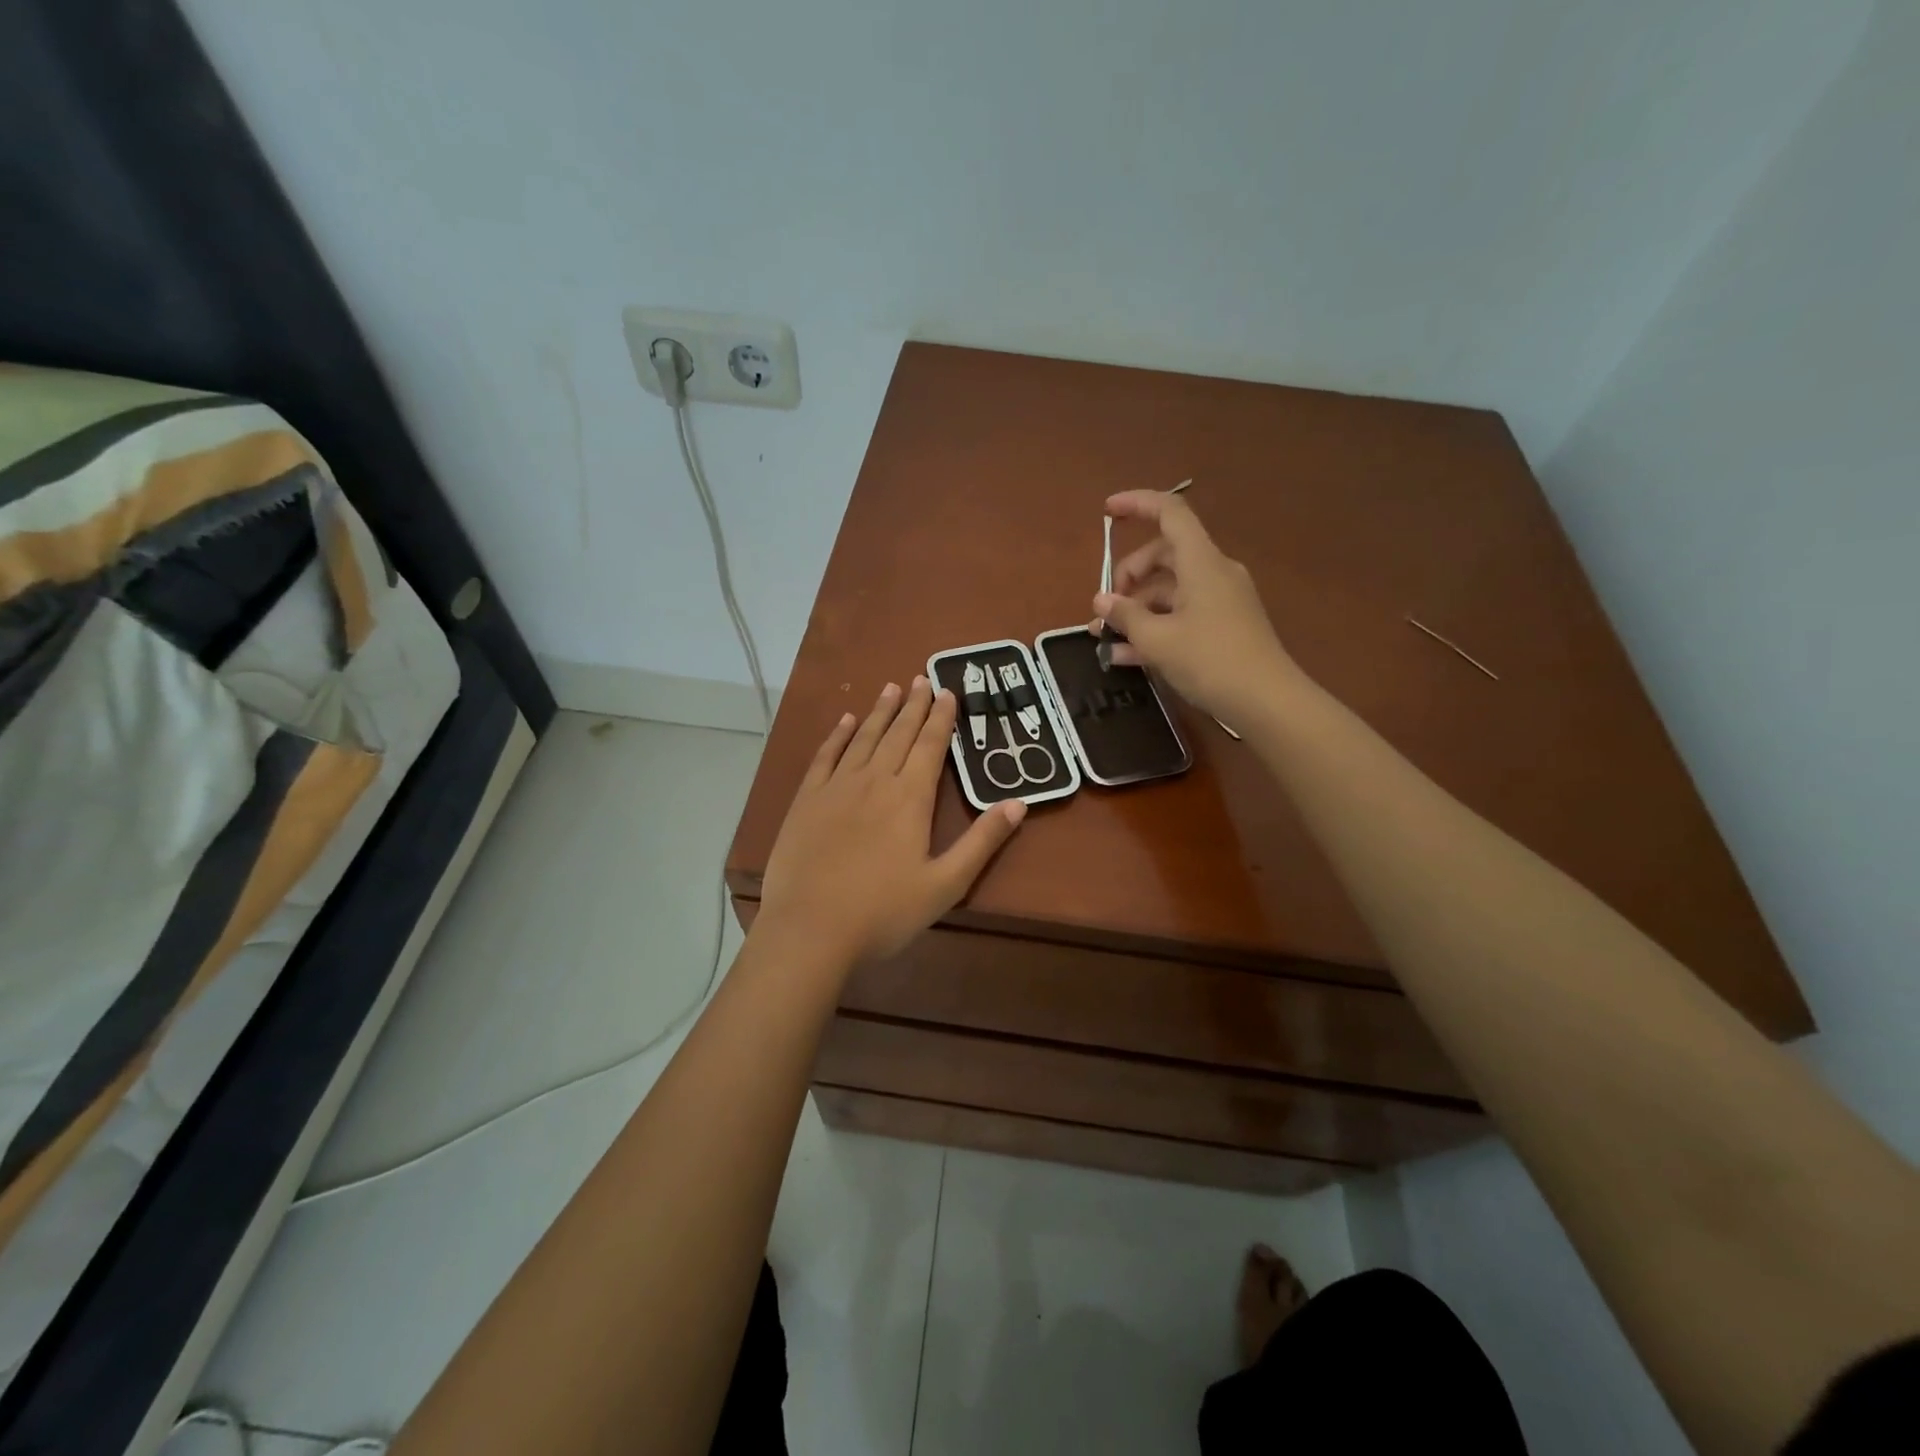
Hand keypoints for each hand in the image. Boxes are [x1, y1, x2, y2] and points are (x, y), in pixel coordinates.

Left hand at [757, 677, 1026, 967]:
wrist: (810, 930)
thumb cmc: (883, 913)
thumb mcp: (945, 884)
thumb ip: (982, 842)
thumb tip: (1018, 803)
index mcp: (910, 798)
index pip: (930, 746)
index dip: (941, 718)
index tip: (947, 692)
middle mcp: (874, 781)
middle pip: (898, 734)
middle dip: (913, 705)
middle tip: (922, 678)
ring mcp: (836, 788)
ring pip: (863, 738)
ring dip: (879, 712)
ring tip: (891, 687)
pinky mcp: (806, 801)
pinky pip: (825, 757)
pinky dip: (838, 735)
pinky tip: (846, 721)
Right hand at [1093, 489, 1307, 728]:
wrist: (1267, 702)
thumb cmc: (1210, 661)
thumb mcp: (1157, 640)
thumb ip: (1125, 615)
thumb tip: (1101, 601)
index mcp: (1201, 562)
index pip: (1170, 513)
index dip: (1137, 505)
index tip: (1107, 512)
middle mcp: (1213, 573)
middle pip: (1164, 556)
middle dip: (1129, 577)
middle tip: (1105, 608)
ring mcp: (1221, 601)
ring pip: (1170, 591)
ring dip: (1136, 610)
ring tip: (1105, 639)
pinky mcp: (1223, 627)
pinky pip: (1181, 616)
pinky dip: (1154, 628)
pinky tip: (1125, 657)